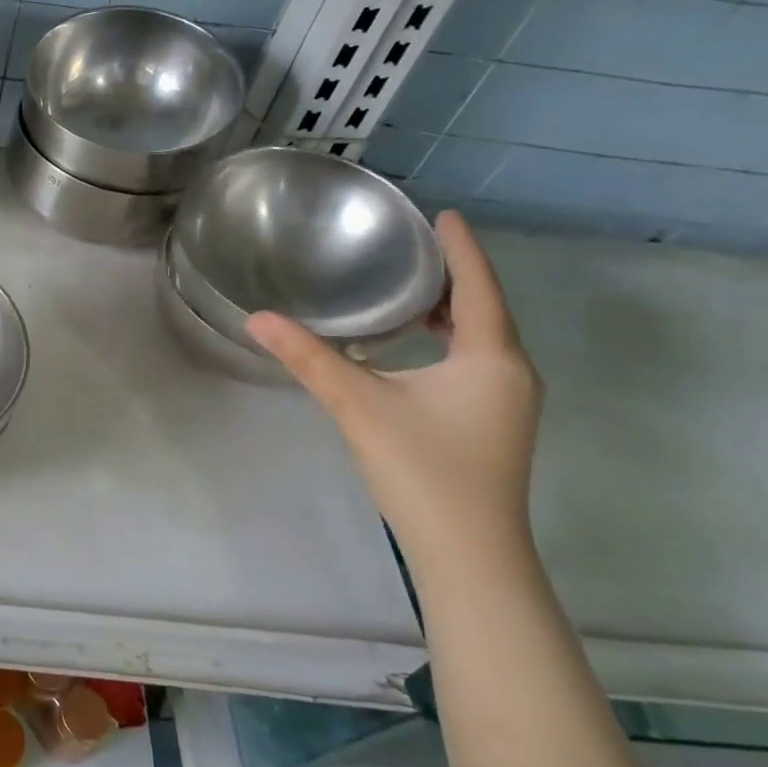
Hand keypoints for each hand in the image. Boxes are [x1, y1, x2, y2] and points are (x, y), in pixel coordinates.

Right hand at [247, 211, 541, 563]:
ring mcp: (506, 402)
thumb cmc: (423, 469)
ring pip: (479, 339)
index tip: (445, 214)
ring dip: (448, 312)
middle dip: (452, 277)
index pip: (478, 287)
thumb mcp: (359, 405)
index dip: (462, 248)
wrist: (466, 552)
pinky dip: (446, 342)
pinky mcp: (493, 425)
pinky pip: (473, 363)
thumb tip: (257, 318)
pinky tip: (411, 348)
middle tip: (412, 248)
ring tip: (407, 291)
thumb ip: (309, 358)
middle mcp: (510, 373)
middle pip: (485, 309)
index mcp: (490, 358)